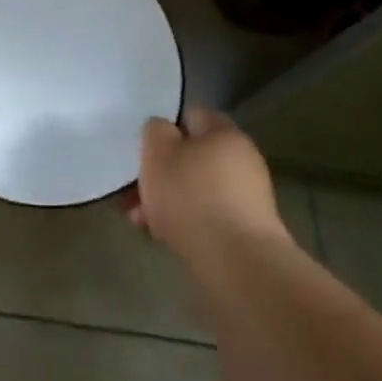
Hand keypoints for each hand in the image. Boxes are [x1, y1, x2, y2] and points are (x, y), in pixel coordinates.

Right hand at [129, 105, 285, 262]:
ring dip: (167, 201)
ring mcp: (248, 199)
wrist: (238, 266)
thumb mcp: (158, 151)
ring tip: (140, 220)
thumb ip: (155, 131)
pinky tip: (161, 238)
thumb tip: (163, 131)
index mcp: (225, 132)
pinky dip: (184, 224)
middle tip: (134, 190)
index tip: (143, 147)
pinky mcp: (246, 233)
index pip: (191, 115)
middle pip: (191, 157)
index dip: (164, 127)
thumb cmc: (193, 197)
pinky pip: (206, 219)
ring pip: (195, 190)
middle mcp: (242, 161)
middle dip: (160, 173)